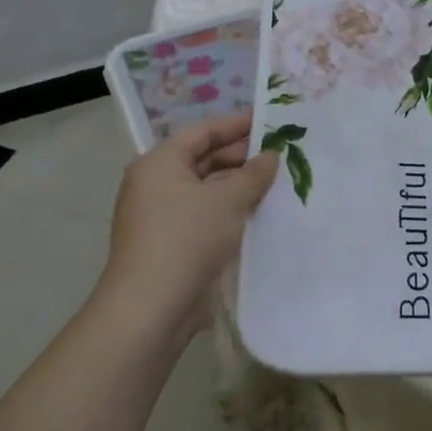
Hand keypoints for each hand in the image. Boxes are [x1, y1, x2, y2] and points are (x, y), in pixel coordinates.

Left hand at [98, 112, 277, 341]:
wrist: (151, 308)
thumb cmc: (187, 238)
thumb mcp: (228, 199)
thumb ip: (253, 173)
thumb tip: (271, 156)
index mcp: (160, 163)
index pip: (203, 132)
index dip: (237, 125)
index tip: (269, 122)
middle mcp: (155, 184)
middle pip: (203, 159)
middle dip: (241, 156)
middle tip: (280, 154)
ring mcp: (160, 216)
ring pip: (206, 189)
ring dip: (238, 186)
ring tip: (276, 183)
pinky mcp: (170, 244)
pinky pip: (204, 215)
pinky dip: (229, 210)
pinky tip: (259, 213)